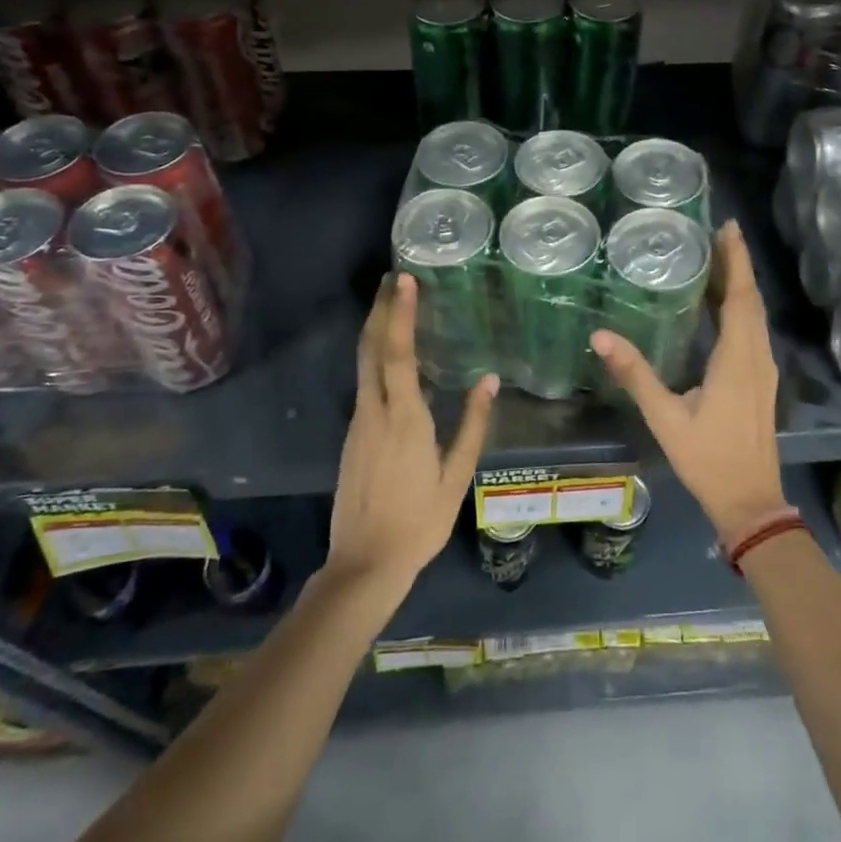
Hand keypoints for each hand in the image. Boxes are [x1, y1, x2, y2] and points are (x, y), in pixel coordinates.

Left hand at [327, 273, 497, 589]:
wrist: (364, 562)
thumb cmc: (420, 521)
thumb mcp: (457, 477)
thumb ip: (473, 426)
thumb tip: (488, 381)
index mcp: (404, 418)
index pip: (398, 353)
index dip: (401, 314)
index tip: (404, 281)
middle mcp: (374, 411)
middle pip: (370, 349)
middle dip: (379, 310)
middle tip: (391, 279)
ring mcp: (358, 423)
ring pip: (362, 364)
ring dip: (375, 330)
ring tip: (391, 304)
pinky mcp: (352, 435)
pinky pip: (364, 383)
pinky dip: (374, 357)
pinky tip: (390, 356)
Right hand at [592, 221, 787, 542]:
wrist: (750, 502)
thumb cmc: (707, 459)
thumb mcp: (665, 417)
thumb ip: (635, 374)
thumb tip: (600, 336)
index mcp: (738, 360)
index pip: (740, 298)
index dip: (736, 261)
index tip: (729, 227)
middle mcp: (757, 358)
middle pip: (751, 301)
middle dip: (738, 265)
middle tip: (719, 234)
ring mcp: (764, 370)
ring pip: (756, 316)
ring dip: (741, 285)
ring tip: (718, 260)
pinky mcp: (762, 382)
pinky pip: (754, 332)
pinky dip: (741, 308)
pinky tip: (723, 307)